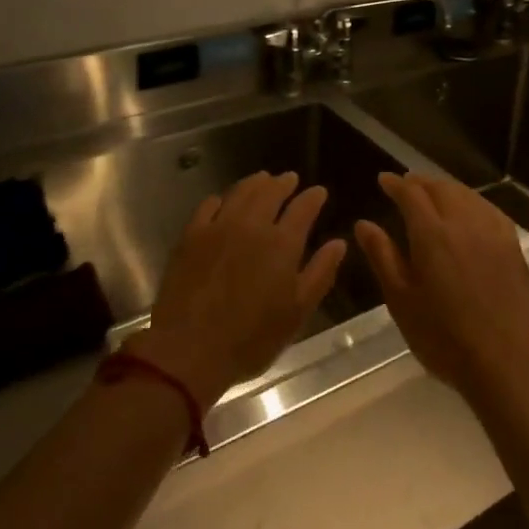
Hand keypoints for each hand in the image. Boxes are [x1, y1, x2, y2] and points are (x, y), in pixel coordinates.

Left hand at [133, 171, 345, 410]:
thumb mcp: (296, 313)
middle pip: (270, 192)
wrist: (189, 350)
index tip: (319, 192)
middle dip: (284, 183)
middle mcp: (252, 225)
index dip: (313, 197)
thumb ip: (320, 273)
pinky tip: (222, 201)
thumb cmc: (250, 338)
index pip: (303, 208)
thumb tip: (339, 243)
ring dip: (255, 183)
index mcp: (282, 243)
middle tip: (290, 179)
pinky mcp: (191, 235)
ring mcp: (219, 226)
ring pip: (241, 192)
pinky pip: (208, 206)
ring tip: (262, 179)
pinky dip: (221, 199)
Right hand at [355, 173, 528, 413]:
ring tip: (433, 193)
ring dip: (446, 188)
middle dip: (421, 182)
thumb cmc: (443, 337)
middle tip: (406, 184)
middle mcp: (463, 222)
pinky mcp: (512, 245)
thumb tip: (364, 224)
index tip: (383, 180)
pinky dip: (472, 201)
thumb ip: (383, 256)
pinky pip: (488, 209)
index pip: (411, 194)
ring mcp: (492, 232)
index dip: (396, 184)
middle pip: (440, 188)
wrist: (505, 362)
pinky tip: (469, 210)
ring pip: (466, 195)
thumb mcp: (401, 300)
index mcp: (432, 234)